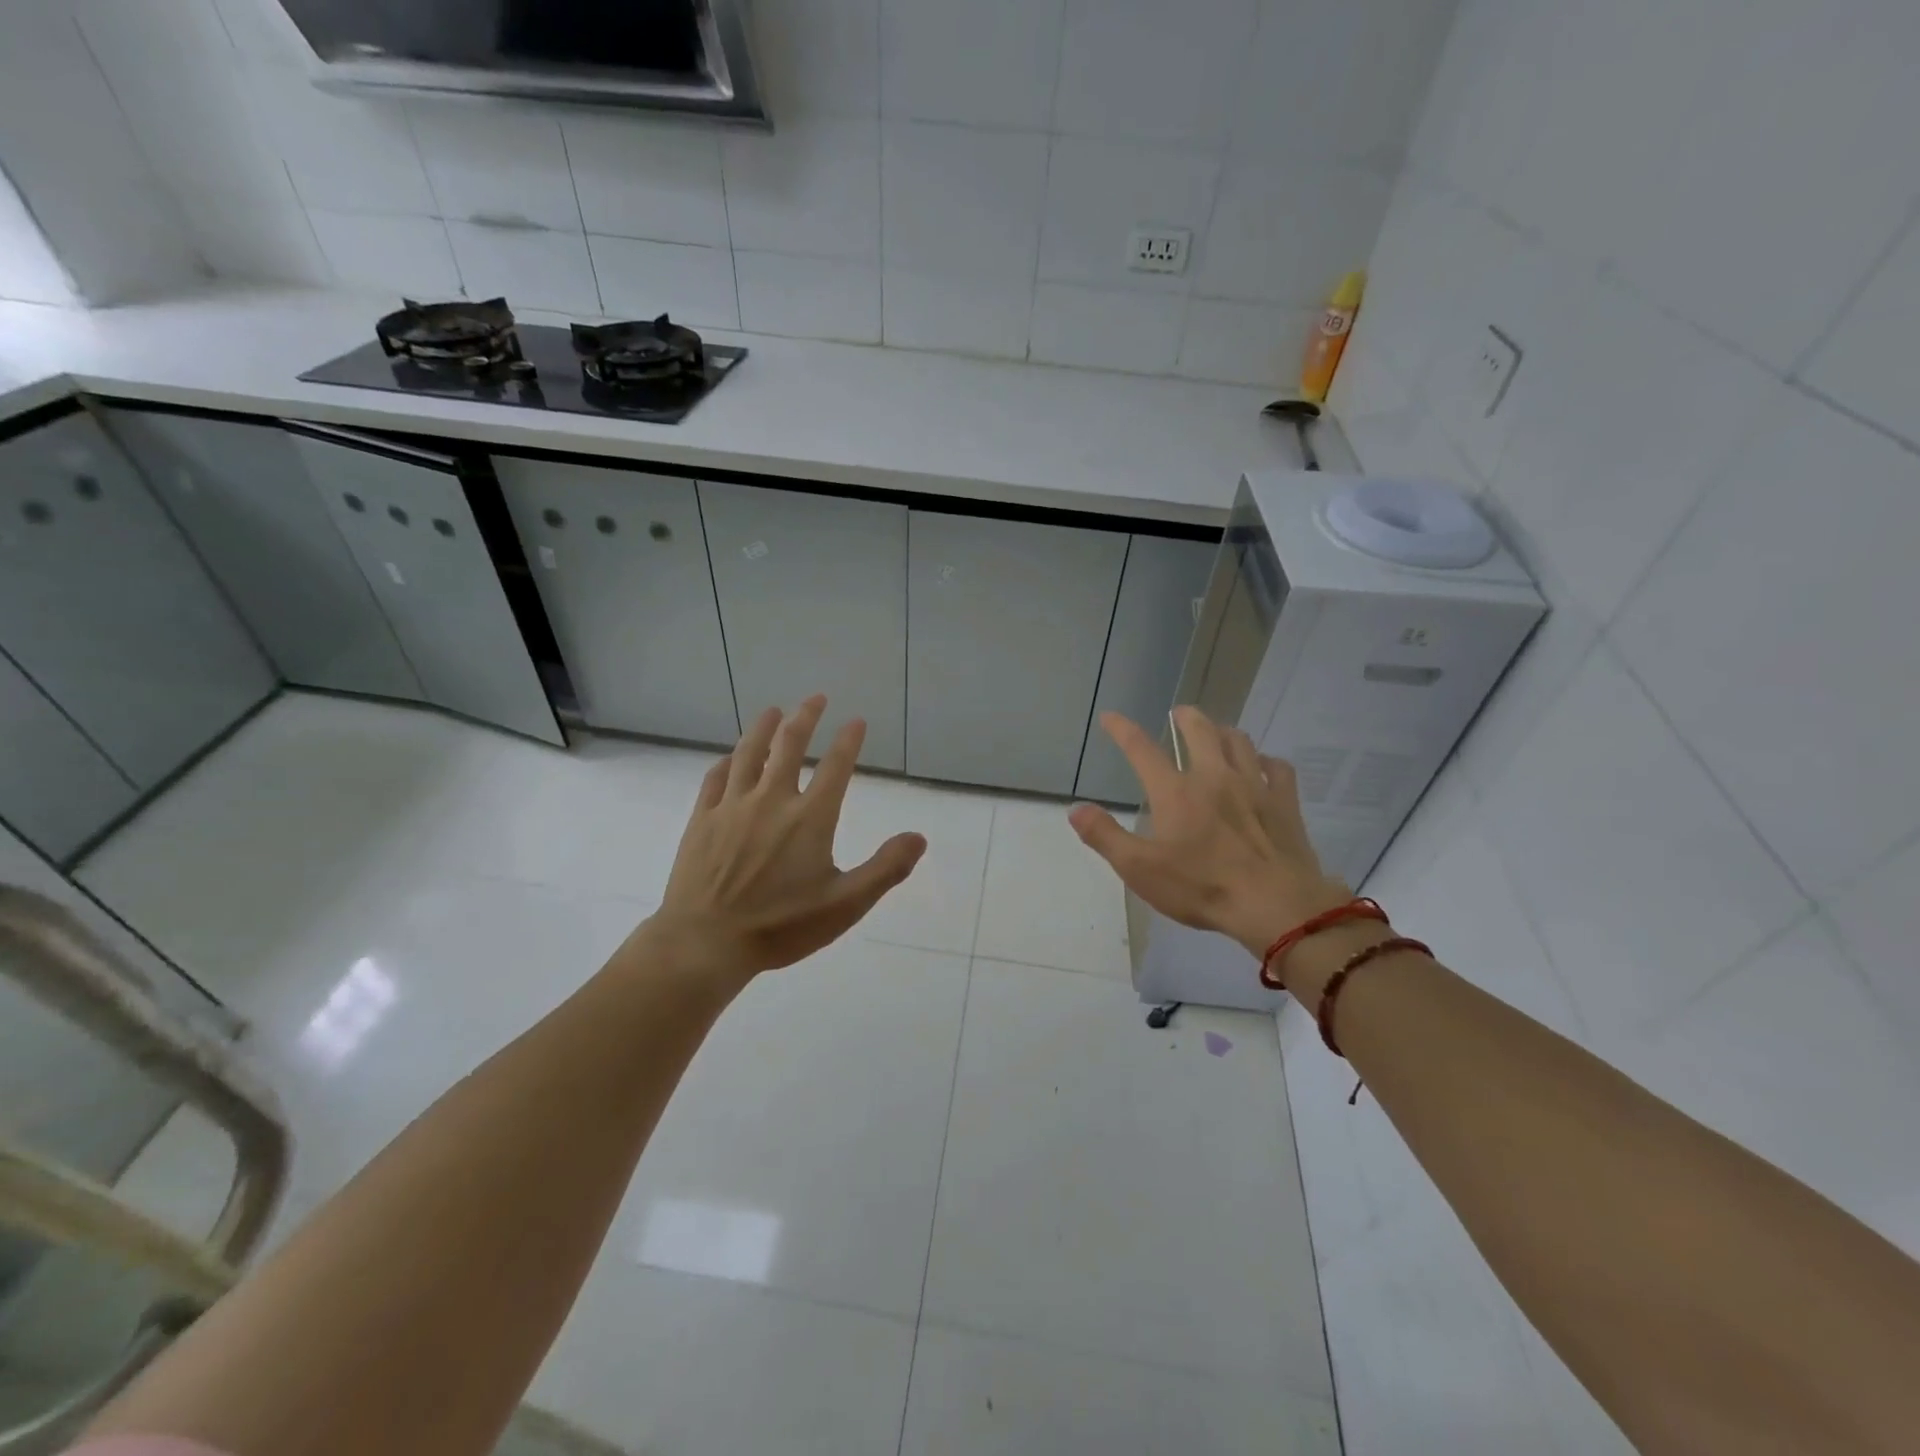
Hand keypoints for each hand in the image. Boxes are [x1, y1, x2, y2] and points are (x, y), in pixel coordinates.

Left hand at [646, 694, 926, 978]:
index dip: (849, 740)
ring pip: (749, 753)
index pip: (835, 766)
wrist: (705, 943)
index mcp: (810, 818)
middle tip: (816, 699)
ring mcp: (732, 807)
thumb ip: (885, 869)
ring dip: (763, 728)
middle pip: (789, 745)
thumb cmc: (780, 927)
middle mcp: (771, 800)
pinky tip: (731, 757)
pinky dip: (727, 761)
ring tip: (773, 710)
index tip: (856, 720)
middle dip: (806, 717)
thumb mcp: (845, 905)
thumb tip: (919, 837)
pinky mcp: (702, 820)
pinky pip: (715, 778)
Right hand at [1068, 707, 1348, 957]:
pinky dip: (1266, 760)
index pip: (1141, 749)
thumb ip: (1105, 836)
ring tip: (1216, 733)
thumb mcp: (1140, 869)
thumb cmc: (1202, 887)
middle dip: (1185, 717)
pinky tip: (1262, 766)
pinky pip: (1277, 768)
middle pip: (1199, 730)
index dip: (1122, 729)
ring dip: (1223, 731)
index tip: (1110, 717)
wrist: (1276, 905)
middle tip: (1178, 714)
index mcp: (1175, 792)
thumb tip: (1076, 810)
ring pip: (1239, 741)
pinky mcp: (1284, 803)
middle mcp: (1214, 777)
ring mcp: (1254, 786)